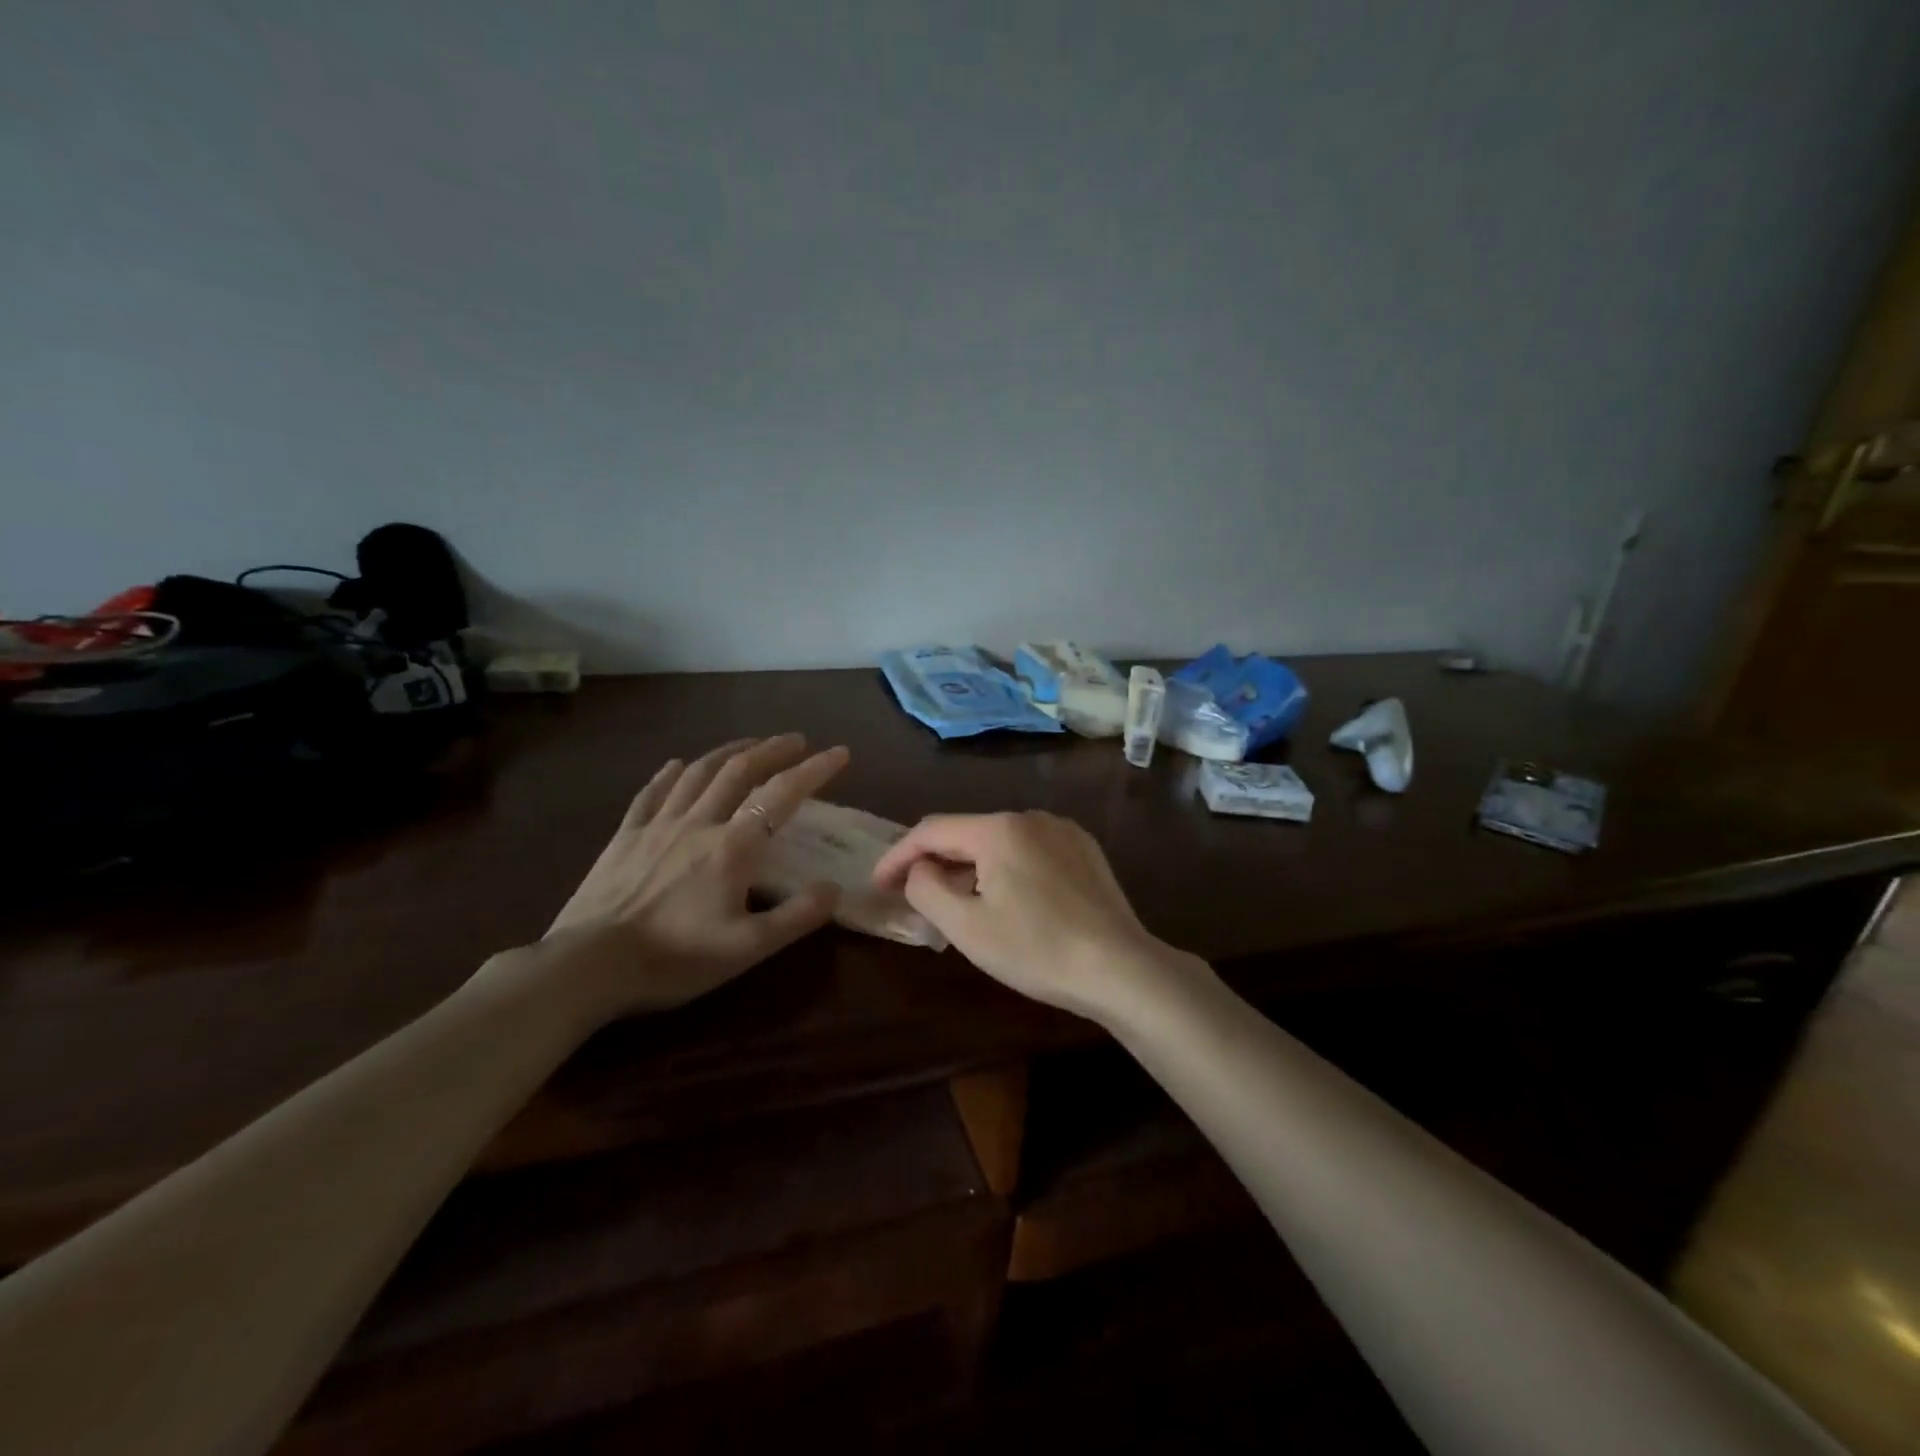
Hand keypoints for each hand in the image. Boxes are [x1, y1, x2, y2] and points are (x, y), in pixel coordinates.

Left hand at [535, 735, 849, 1019]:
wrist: (589, 965)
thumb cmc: (675, 958)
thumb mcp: (748, 949)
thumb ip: (797, 916)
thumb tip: (835, 888)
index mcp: (733, 847)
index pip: (782, 795)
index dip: (814, 770)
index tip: (840, 752)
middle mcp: (699, 823)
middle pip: (740, 771)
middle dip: (773, 749)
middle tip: (797, 740)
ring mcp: (658, 826)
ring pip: (699, 773)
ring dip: (729, 752)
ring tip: (750, 743)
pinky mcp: (624, 838)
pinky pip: (651, 794)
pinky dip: (669, 774)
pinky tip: (677, 764)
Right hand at [871, 811, 1190, 1023]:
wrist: (1120, 968)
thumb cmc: (1036, 948)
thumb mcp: (966, 926)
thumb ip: (927, 890)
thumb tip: (919, 870)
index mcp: (998, 829)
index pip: (931, 830)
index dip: (898, 855)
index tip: (878, 884)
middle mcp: (1031, 817)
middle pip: (967, 833)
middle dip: (936, 862)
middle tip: (914, 895)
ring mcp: (1063, 831)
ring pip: (1000, 842)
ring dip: (971, 866)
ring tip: (959, 901)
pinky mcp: (1085, 851)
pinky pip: (1030, 851)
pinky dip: (1006, 868)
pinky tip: (1009, 899)